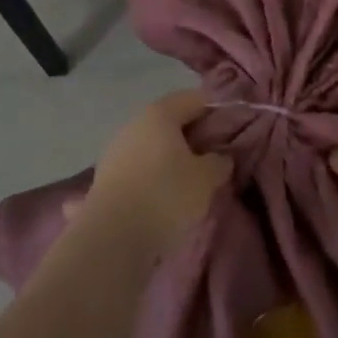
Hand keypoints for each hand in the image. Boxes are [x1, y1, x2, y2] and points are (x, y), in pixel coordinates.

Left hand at [77, 89, 230, 258]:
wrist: (112, 238)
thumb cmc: (165, 196)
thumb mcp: (206, 179)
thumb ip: (219, 162)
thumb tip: (219, 157)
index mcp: (159, 114)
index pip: (194, 99)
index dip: (216, 111)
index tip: (232, 131)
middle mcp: (134, 124)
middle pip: (170, 121)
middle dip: (193, 136)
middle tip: (214, 157)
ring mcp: (115, 151)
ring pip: (152, 145)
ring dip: (170, 157)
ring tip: (190, 181)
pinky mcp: (104, 178)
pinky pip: (138, 168)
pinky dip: (152, 175)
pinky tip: (163, 195)